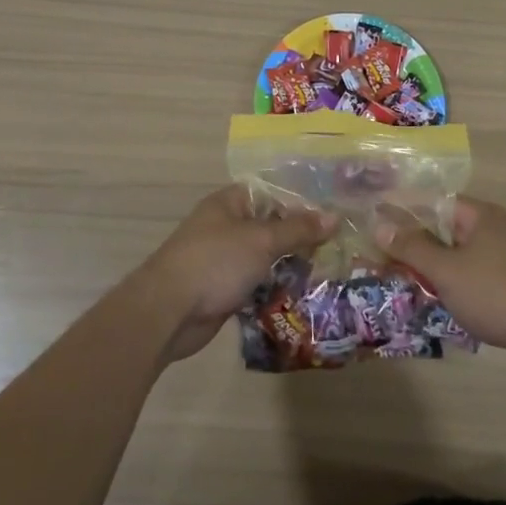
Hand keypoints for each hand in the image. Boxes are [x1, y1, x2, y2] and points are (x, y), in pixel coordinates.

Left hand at [138, 185, 331, 363]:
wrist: (168, 312)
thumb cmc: (215, 263)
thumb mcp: (262, 240)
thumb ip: (298, 229)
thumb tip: (334, 216)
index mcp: (230, 203)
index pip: (272, 192)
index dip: (301, 201)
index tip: (333, 213)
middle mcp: (227, 226)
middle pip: (271, 225)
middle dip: (301, 236)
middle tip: (338, 245)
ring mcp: (224, 258)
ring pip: (265, 256)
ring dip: (290, 263)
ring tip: (329, 269)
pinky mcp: (224, 288)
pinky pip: (257, 281)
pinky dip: (276, 286)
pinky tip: (303, 293)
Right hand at [373, 197, 505, 372]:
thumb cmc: (496, 292)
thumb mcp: (447, 270)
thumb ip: (412, 247)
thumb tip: (379, 224)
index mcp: (481, 216)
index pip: (434, 202)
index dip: (404, 211)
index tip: (375, 222)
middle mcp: (495, 230)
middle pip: (445, 229)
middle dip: (415, 244)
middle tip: (381, 258)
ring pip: (459, 256)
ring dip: (432, 268)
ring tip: (401, 281)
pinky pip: (473, 278)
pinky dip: (453, 286)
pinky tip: (435, 302)